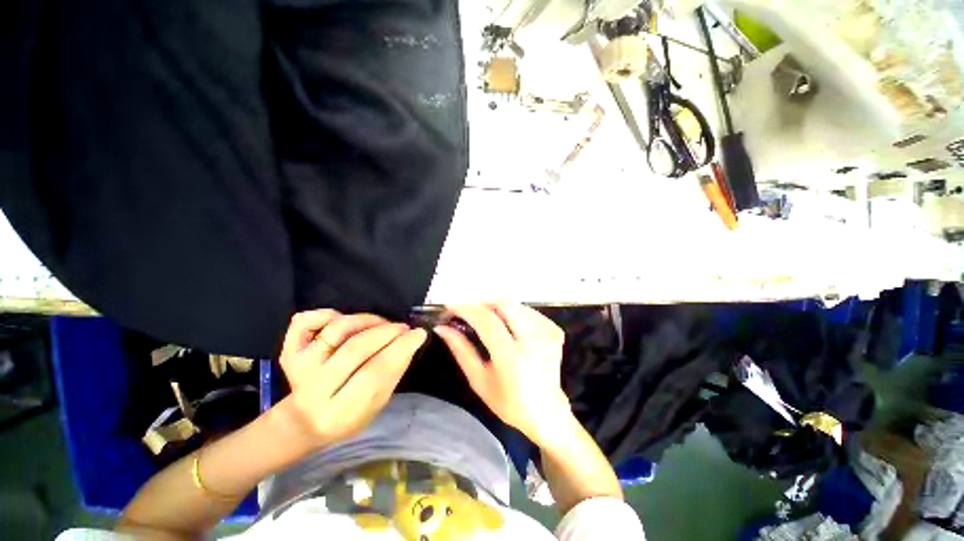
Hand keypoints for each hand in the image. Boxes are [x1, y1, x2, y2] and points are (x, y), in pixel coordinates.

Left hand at [278, 309, 426, 445]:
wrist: (306, 421)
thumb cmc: (350, 414)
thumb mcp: (377, 404)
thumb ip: (393, 373)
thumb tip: (412, 340)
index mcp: (340, 411)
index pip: (373, 374)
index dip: (400, 349)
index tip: (419, 334)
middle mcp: (315, 388)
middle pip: (355, 349)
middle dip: (387, 332)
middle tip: (404, 328)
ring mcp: (299, 367)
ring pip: (336, 330)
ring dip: (367, 320)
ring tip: (383, 324)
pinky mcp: (289, 350)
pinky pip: (305, 320)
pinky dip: (327, 313)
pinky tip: (345, 320)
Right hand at [435, 303, 570, 444]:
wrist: (548, 413)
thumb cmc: (509, 403)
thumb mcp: (479, 380)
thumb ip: (461, 350)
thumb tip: (442, 328)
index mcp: (512, 357)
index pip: (486, 320)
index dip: (466, 308)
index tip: (450, 306)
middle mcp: (532, 339)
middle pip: (504, 303)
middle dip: (482, 303)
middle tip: (468, 311)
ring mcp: (547, 332)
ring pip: (515, 304)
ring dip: (495, 307)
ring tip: (483, 318)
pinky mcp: (553, 329)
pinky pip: (526, 310)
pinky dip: (511, 312)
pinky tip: (505, 324)